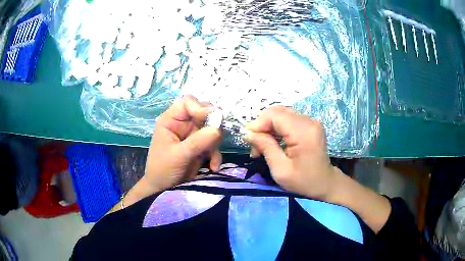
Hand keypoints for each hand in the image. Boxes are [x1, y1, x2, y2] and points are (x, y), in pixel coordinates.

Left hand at [143, 95, 222, 191]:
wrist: (163, 189)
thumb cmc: (163, 169)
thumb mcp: (179, 155)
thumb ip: (198, 141)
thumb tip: (218, 128)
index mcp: (171, 120)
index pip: (188, 102)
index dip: (200, 107)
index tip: (211, 118)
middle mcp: (183, 124)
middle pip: (204, 113)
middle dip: (212, 126)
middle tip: (216, 138)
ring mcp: (193, 135)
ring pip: (212, 128)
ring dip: (214, 143)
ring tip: (211, 159)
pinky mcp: (200, 147)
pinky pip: (214, 144)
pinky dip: (215, 155)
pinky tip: (212, 167)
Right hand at [245, 107, 337, 200]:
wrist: (324, 184)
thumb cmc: (303, 182)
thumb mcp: (280, 169)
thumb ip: (265, 147)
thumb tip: (248, 133)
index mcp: (304, 132)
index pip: (275, 115)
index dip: (259, 123)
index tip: (248, 138)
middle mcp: (309, 121)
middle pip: (278, 112)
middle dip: (262, 125)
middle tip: (255, 144)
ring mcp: (311, 122)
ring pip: (282, 114)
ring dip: (269, 127)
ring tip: (262, 145)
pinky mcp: (310, 125)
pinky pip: (289, 119)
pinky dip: (277, 128)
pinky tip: (273, 141)